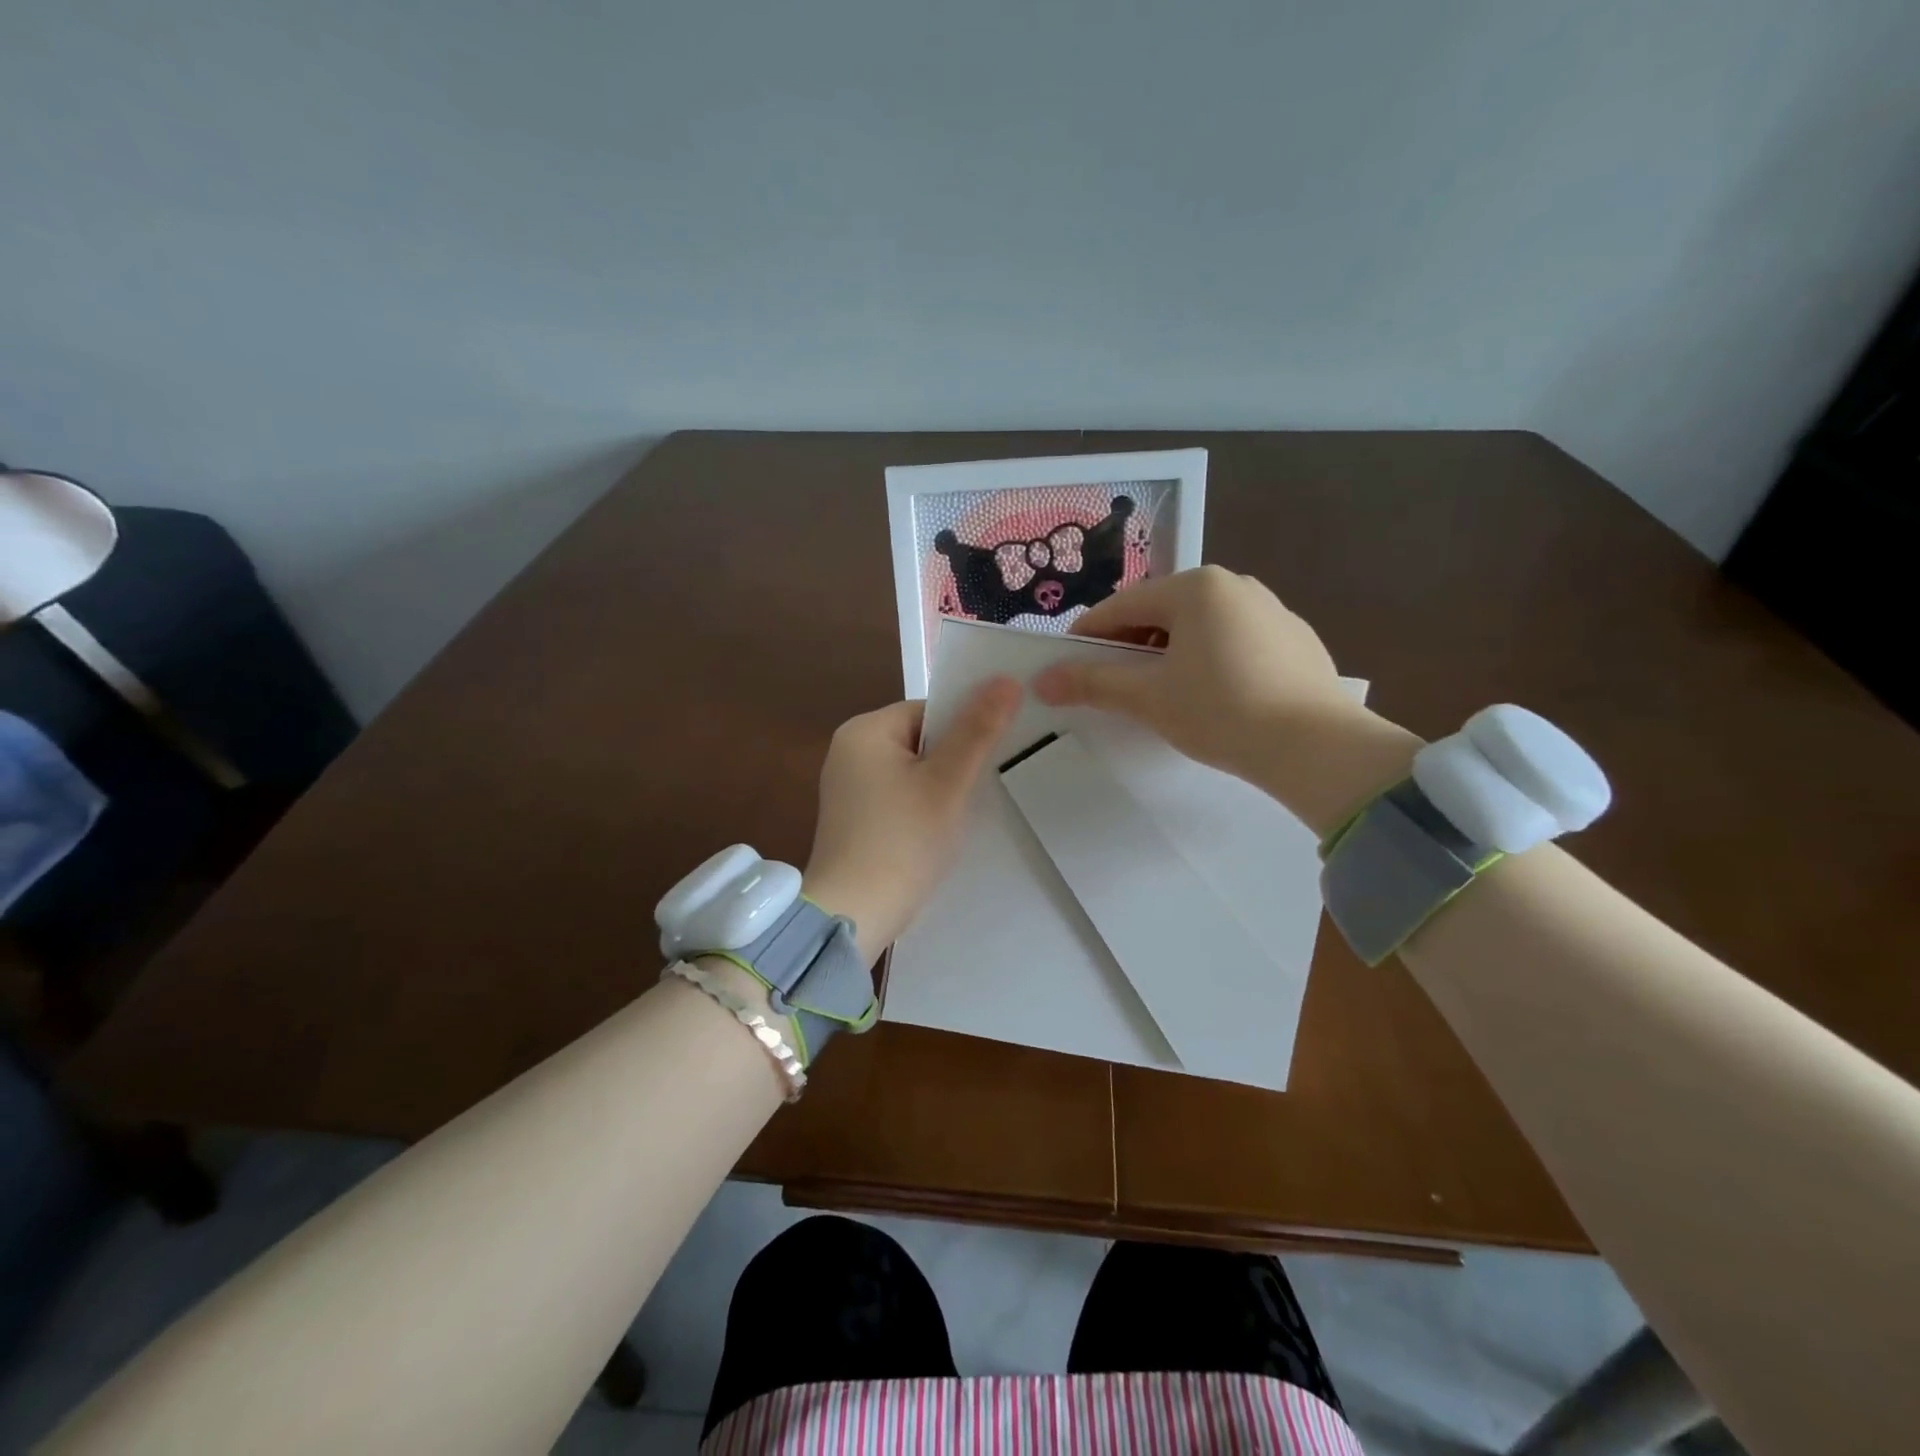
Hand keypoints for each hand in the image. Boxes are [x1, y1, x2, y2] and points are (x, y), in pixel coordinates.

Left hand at [803, 678, 1020, 959]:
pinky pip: (897, 795)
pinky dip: (920, 806)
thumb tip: (1007, 679)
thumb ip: (977, 731)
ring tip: (961, 814)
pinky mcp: (852, 817)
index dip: (965, 730)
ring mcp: (847, 786)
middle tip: (981, 790)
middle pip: (920, 739)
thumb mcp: (948, 783)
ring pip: (912, 770)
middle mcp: (849, 750)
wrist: (854, 915)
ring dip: (939, 786)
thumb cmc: (902, 842)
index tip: (990, 760)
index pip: (930, 711)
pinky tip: (935, 831)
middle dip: (953, 761)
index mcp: (865, 730)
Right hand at [1034, 566, 1420, 831]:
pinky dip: (1209, 661)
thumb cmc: (1221, 711)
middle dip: (1129, 647)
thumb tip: (1041, 680)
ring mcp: (1270, 609)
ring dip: (1168, 655)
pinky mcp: (1294, 639)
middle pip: (1160, 613)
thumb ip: (1092, 683)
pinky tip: (1212, 697)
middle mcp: (1234, 584)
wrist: (1317, 747)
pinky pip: (1233, 641)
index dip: (1086, 638)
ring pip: (1198, 627)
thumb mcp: (1148, 697)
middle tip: (1113, 686)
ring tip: (1161, 695)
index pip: (1121, 608)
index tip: (1066, 667)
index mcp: (1195, 587)